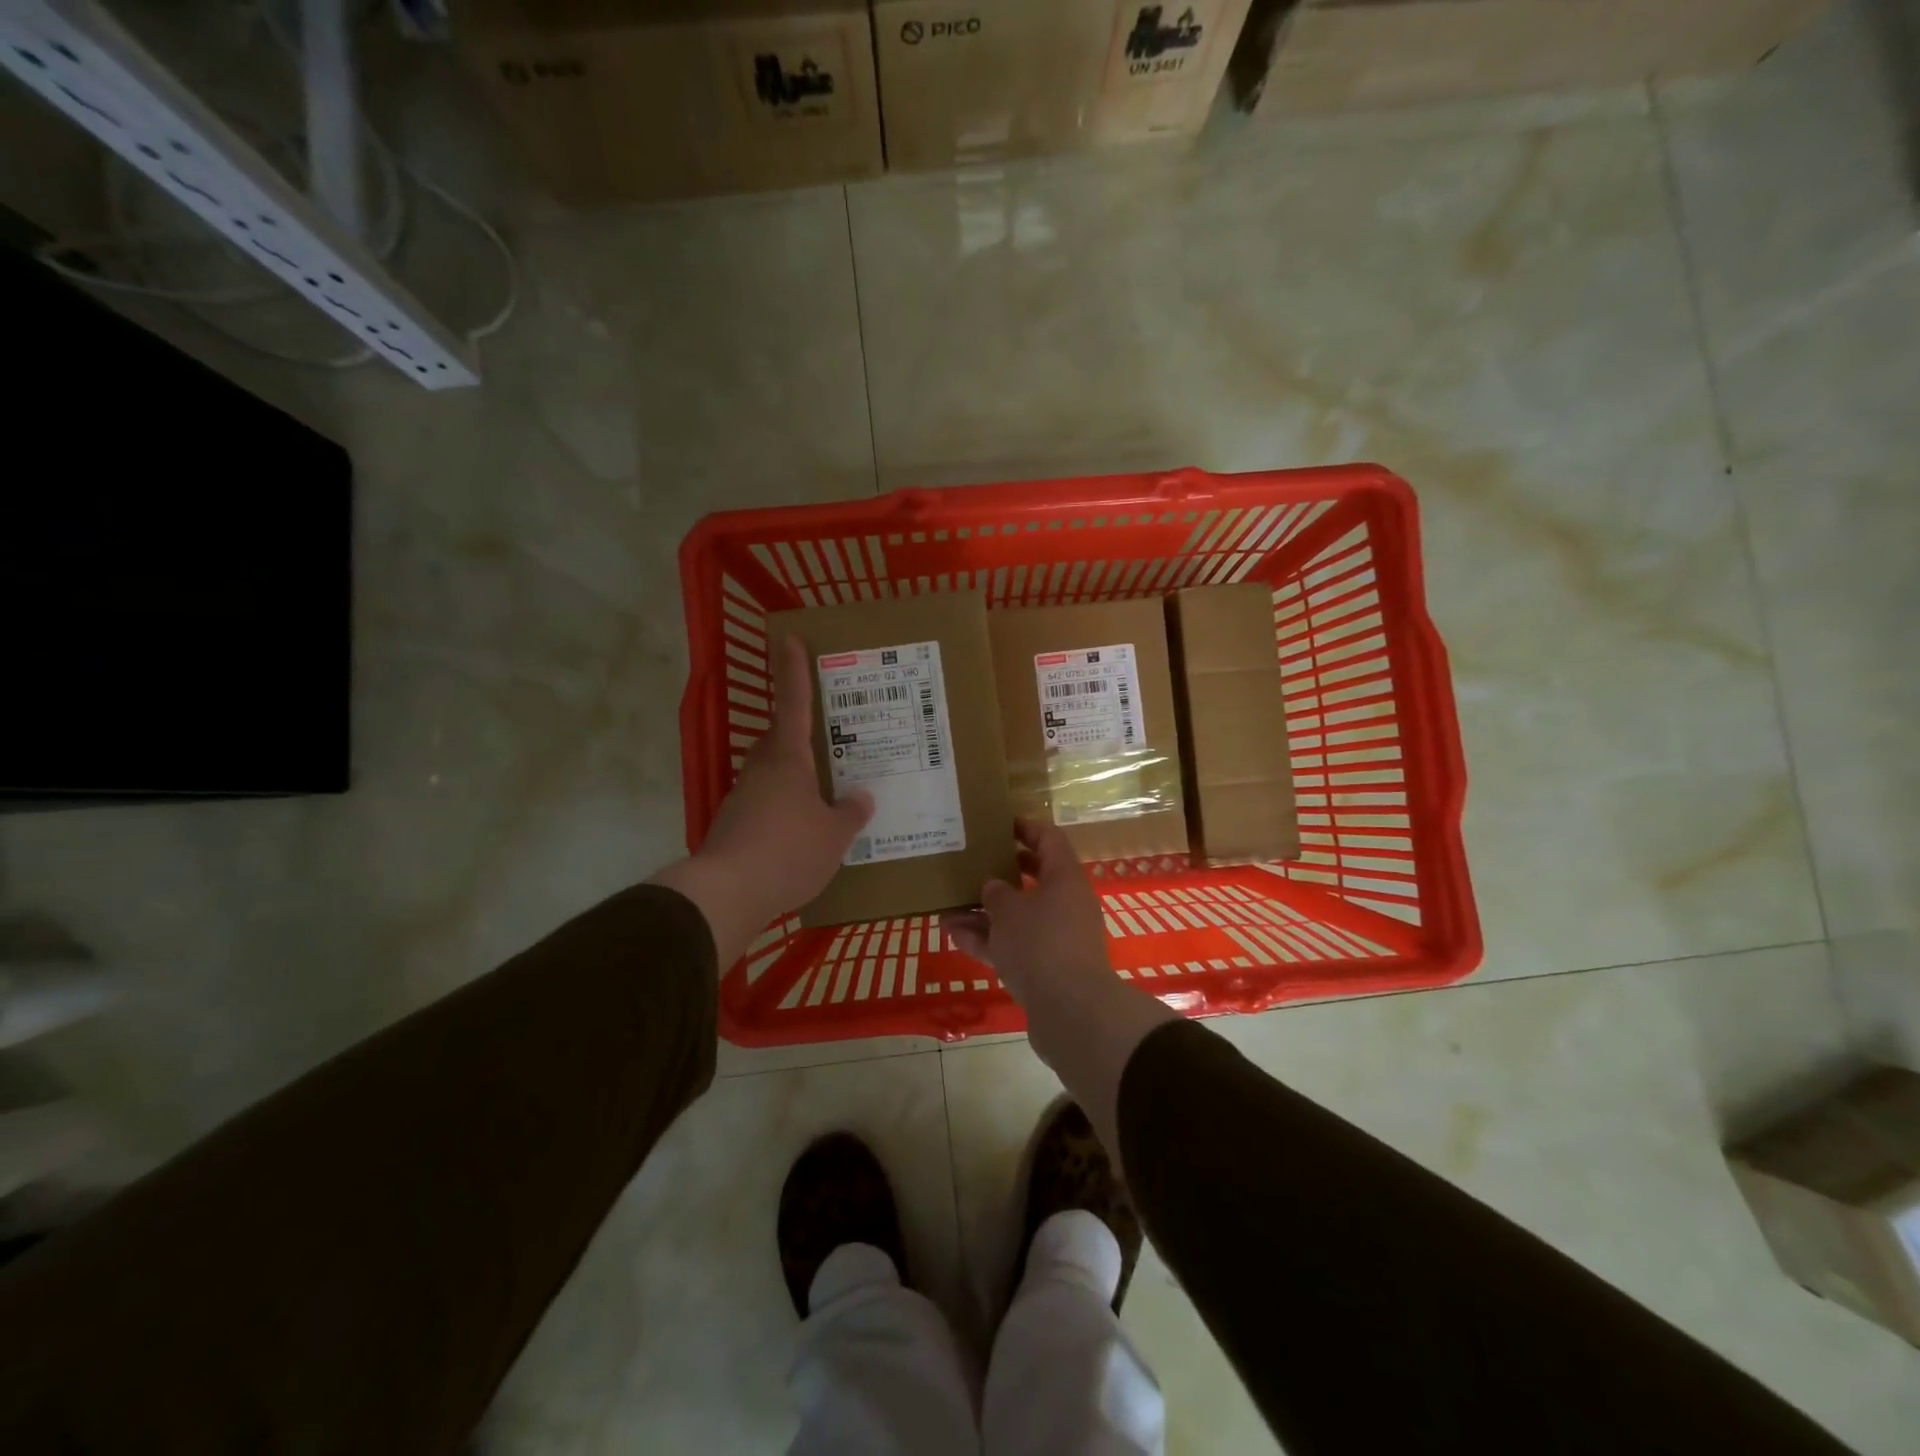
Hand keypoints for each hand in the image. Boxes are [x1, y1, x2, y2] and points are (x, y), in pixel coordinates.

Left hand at [654, 636, 871, 964]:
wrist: (728, 893)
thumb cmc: (789, 851)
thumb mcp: (834, 835)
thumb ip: (850, 813)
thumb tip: (860, 797)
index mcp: (787, 759)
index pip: (793, 704)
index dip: (793, 671)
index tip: (788, 639)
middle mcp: (761, 770)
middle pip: (779, 740)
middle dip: (798, 733)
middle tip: (825, 737)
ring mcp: (742, 798)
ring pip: (771, 775)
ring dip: (792, 777)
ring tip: (822, 793)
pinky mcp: (733, 826)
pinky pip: (765, 806)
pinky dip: (783, 809)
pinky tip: (800, 831)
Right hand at [942, 817, 1109, 1004]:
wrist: (1071, 1012)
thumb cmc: (1041, 944)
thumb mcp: (1009, 911)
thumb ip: (996, 894)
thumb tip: (993, 888)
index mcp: (1065, 879)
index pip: (1049, 840)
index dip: (1026, 828)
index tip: (1001, 824)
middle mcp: (1066, 904)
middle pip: (1034, 879)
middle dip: (1002, 873)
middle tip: (973, 864)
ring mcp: (1057, 939)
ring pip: (1018, 917)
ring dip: (985, 913)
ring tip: (948, 907)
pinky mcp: (1047, 969)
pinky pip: (1014, 946)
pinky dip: (987, 941)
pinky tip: (953, 937)